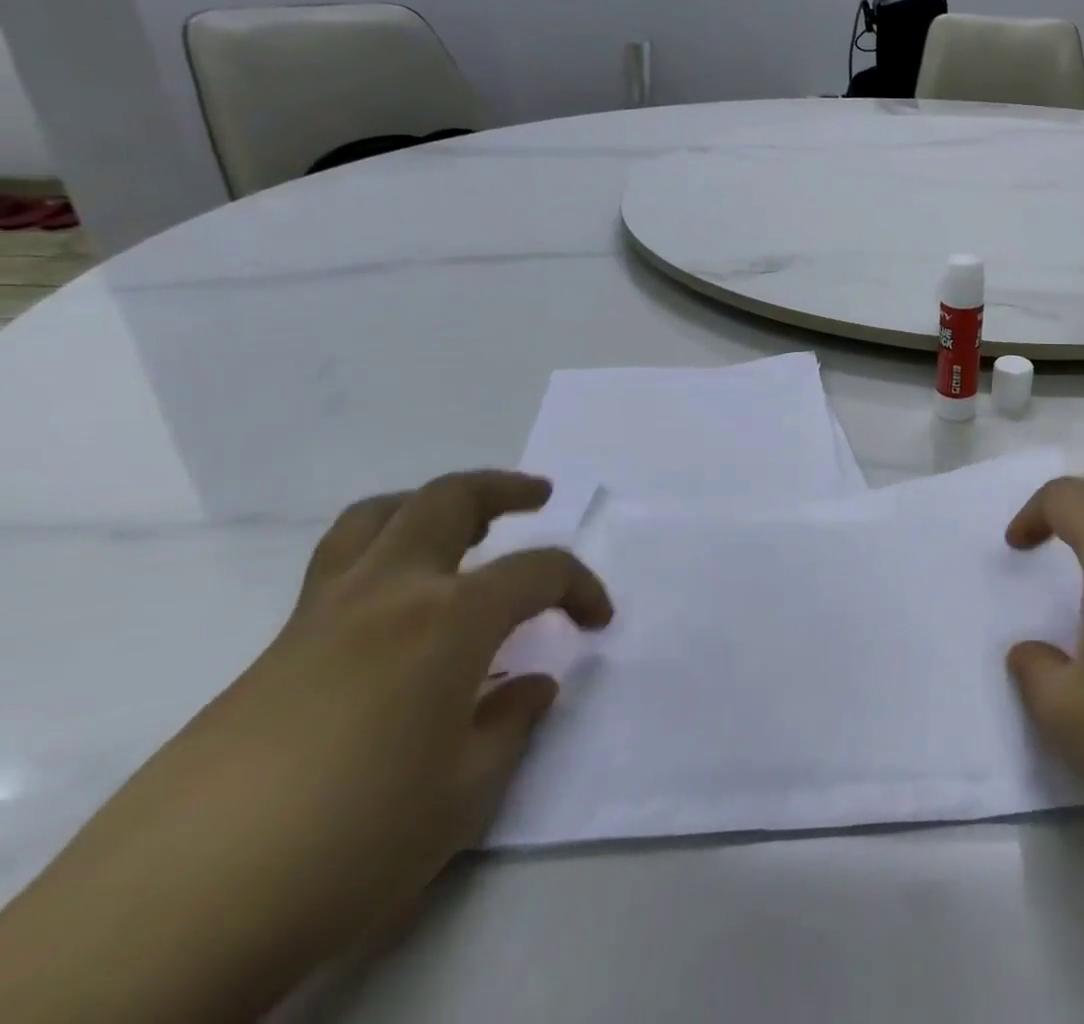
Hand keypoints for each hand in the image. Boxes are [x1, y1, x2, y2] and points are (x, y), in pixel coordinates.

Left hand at [0, 472, 611, 1023]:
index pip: (538, 572)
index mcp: (448, 619)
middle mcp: (387, 595)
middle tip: (538, 496)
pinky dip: (383, 558)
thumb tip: (529, 686)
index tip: (597, 622)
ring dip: (429, 506)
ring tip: (462, 527)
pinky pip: (338, 571)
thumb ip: (509, 726)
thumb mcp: (463, 796)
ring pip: (376, 519)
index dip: (580, 587)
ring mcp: (319, 619)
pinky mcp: (270, 655)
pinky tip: (398, 617)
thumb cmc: (349, 843)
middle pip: (447, 500)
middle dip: (503, 488)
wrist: (164, 918)